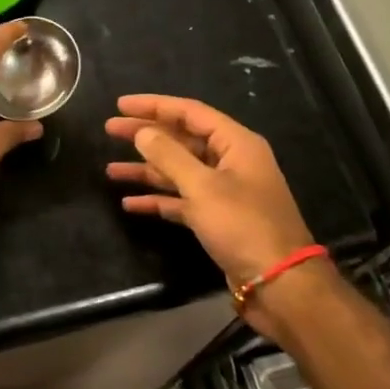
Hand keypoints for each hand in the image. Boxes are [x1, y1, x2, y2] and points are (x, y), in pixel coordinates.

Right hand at [105, 95, 314, 284]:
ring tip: (111, 170)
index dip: (154, 106)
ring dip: (146, 170)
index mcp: (236, 144)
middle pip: (182, 139)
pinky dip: (158, 199)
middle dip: (146, 136)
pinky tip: (130, 203)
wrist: (279, 284)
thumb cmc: (243, 226)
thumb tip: (142, 132)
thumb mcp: (203, 187)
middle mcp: (231, 162)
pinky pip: (182, 200)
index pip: (190, 112)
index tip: (121, 104)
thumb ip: (169, 156)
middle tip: (110, 129)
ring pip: (179, 171)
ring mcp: (225, 191)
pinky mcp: (217, 218)